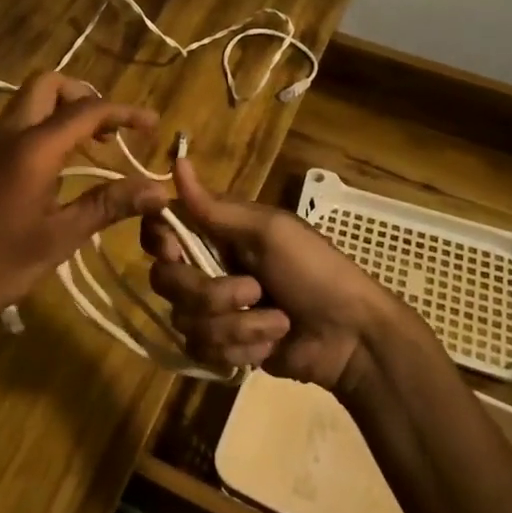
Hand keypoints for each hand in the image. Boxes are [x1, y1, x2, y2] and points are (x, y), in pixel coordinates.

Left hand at [0, 73, 167, 338]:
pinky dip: (38, 133)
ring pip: (25, 106)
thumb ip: (108, 205)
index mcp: (31, 148)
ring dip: (60, 115)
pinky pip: (10, 130)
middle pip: (46, 86)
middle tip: (109, 131)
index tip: (152, 125)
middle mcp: (4, 135)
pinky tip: (50, 175)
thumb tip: (158, 189)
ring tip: (89, 152)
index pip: (86, 110)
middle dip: (83, 96)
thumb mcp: (59, 239)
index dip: (124, 112)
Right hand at [141, 156, 399, 392]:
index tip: (175, 252)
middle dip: (211, 294)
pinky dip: (241, 349)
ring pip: (186, 321)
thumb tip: (176, 160)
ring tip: (279, 322)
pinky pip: (202, 351)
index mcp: (216, 233)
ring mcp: (213, 310)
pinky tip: (270, 346)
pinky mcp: (222, 346)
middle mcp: (207, 267)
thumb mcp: (269, 232)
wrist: (351, 338)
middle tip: (254, 291)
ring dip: (239, 326)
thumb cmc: (315, 272)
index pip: (159, 230)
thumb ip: (215, 208)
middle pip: (166, 280)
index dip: (159, 242)